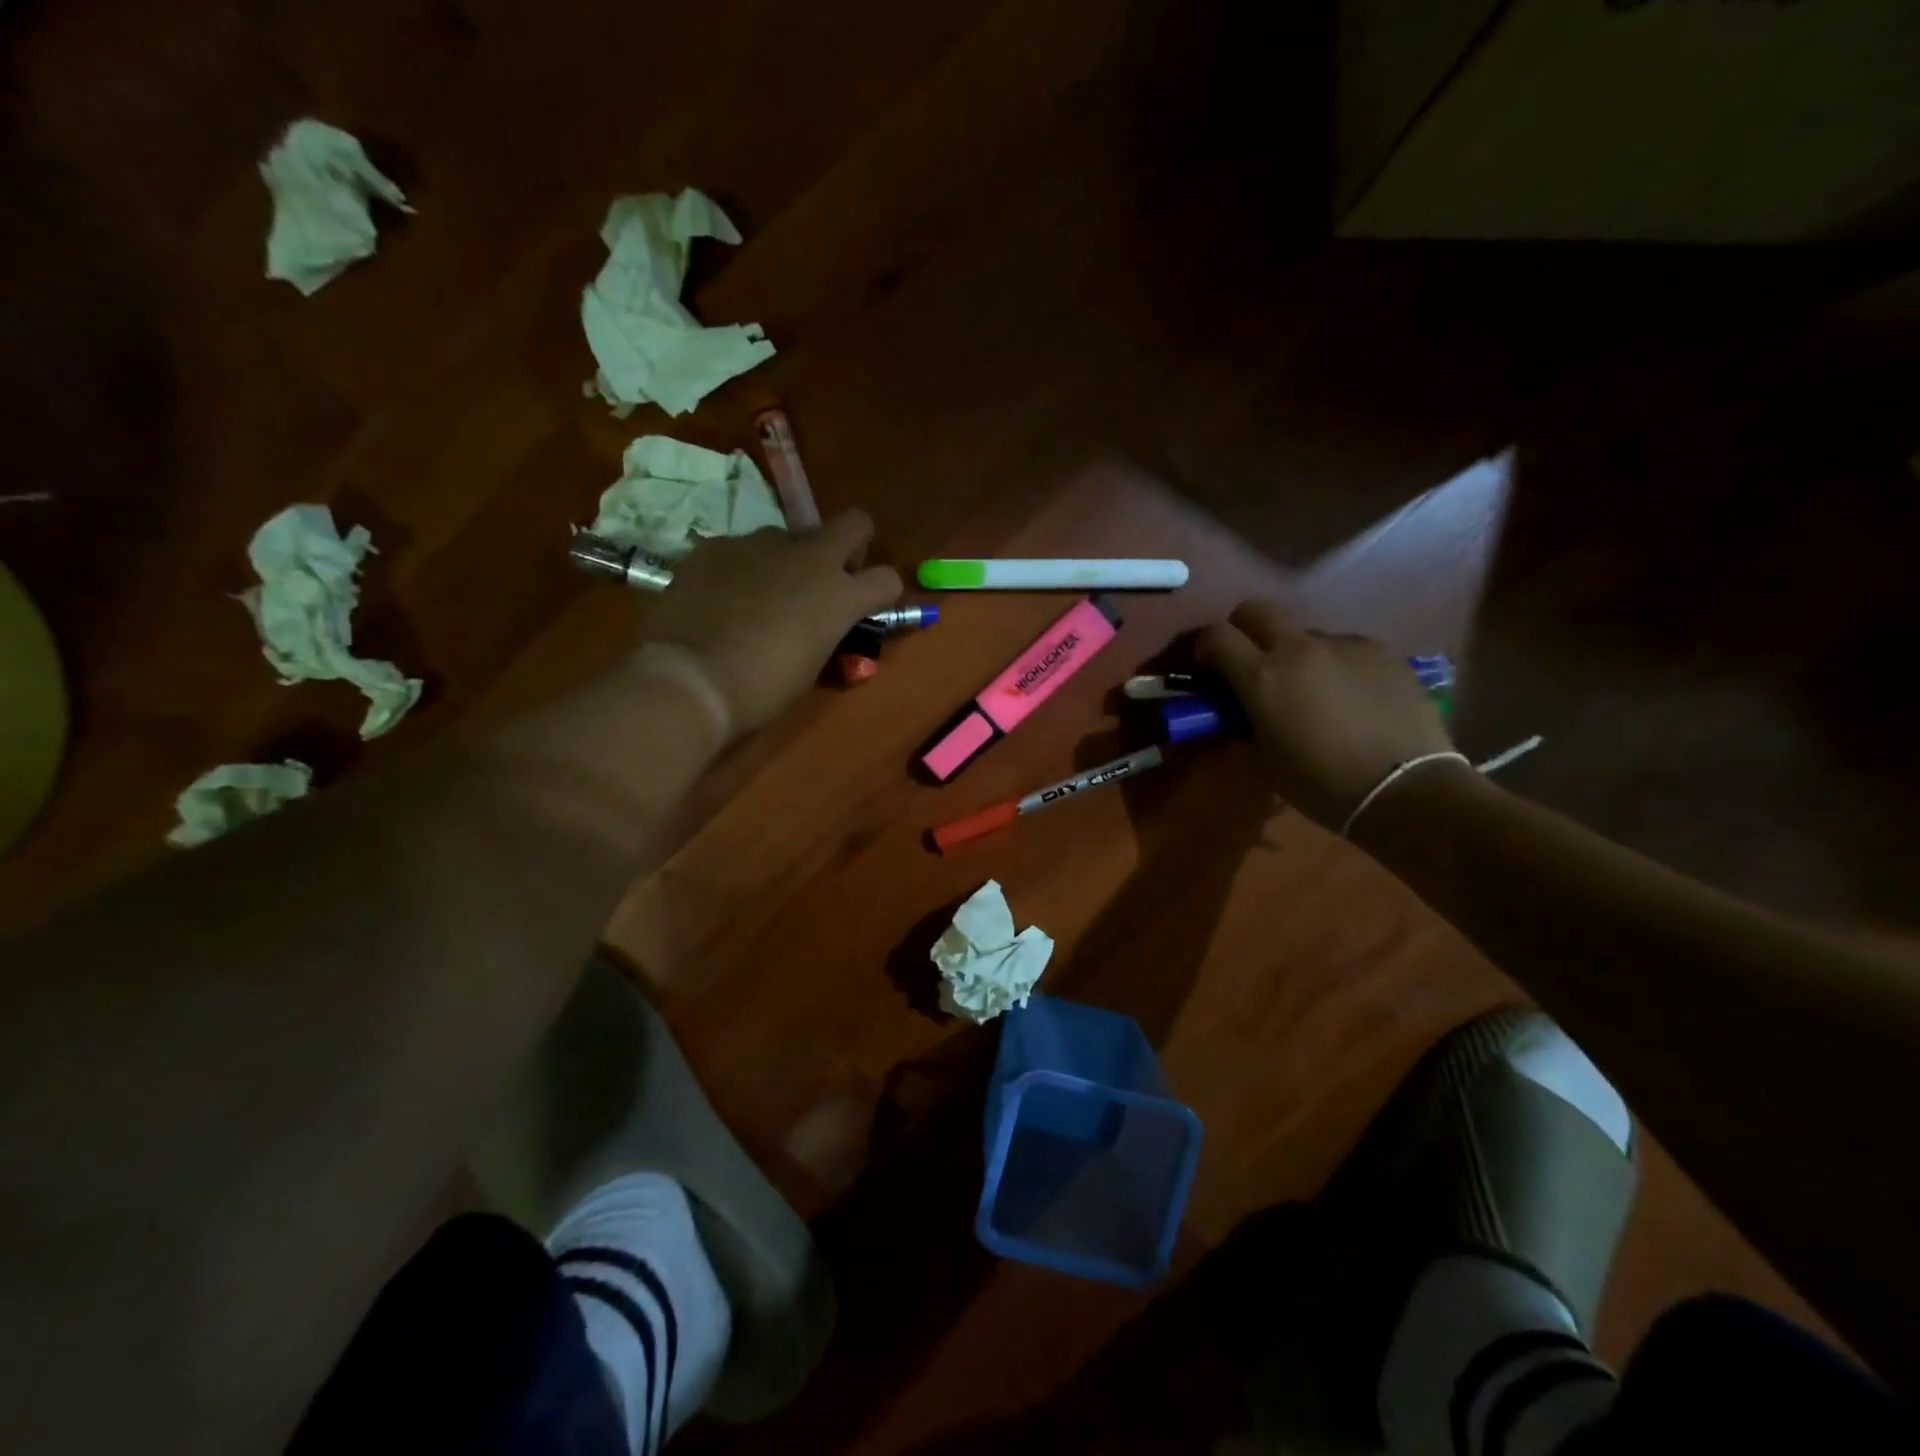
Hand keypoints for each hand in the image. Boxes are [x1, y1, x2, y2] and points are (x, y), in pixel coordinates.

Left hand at [637, 512, 901, 734]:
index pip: (888, 579)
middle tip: (829, 577)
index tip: (865, 608)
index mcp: (840, 596)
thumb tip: (819, 623)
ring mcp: (760, 544)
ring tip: (759, 595)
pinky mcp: (717, 545)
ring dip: (787, 560)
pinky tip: (720, 598)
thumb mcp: (811, 666)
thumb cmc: (761, 688)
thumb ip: (825, 632)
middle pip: (854, 523)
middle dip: (850, 544)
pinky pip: (741, 549)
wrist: (689, 678)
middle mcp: (809, 557)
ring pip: (789, 536)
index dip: (880, 593)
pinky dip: (741, 568)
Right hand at [1198, 600, 1456, 829]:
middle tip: (1252, 663)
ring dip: (1296, 654)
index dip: (1205, 647)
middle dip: (1244, 630)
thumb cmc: (1321, 784)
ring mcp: (1344, 645)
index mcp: (1262, 676)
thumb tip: (1242, 706)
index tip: (1209, 668)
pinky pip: (1344, 648)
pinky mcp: (1382, 652)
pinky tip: (1351, 697)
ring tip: (1314, 691)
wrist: (1405, 790)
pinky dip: (1335, 665)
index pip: (1217, 635)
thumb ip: (1246, 720)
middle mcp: (1299, 648)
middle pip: (1256, 610)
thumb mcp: (1265, 758)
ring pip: (1305, 633)